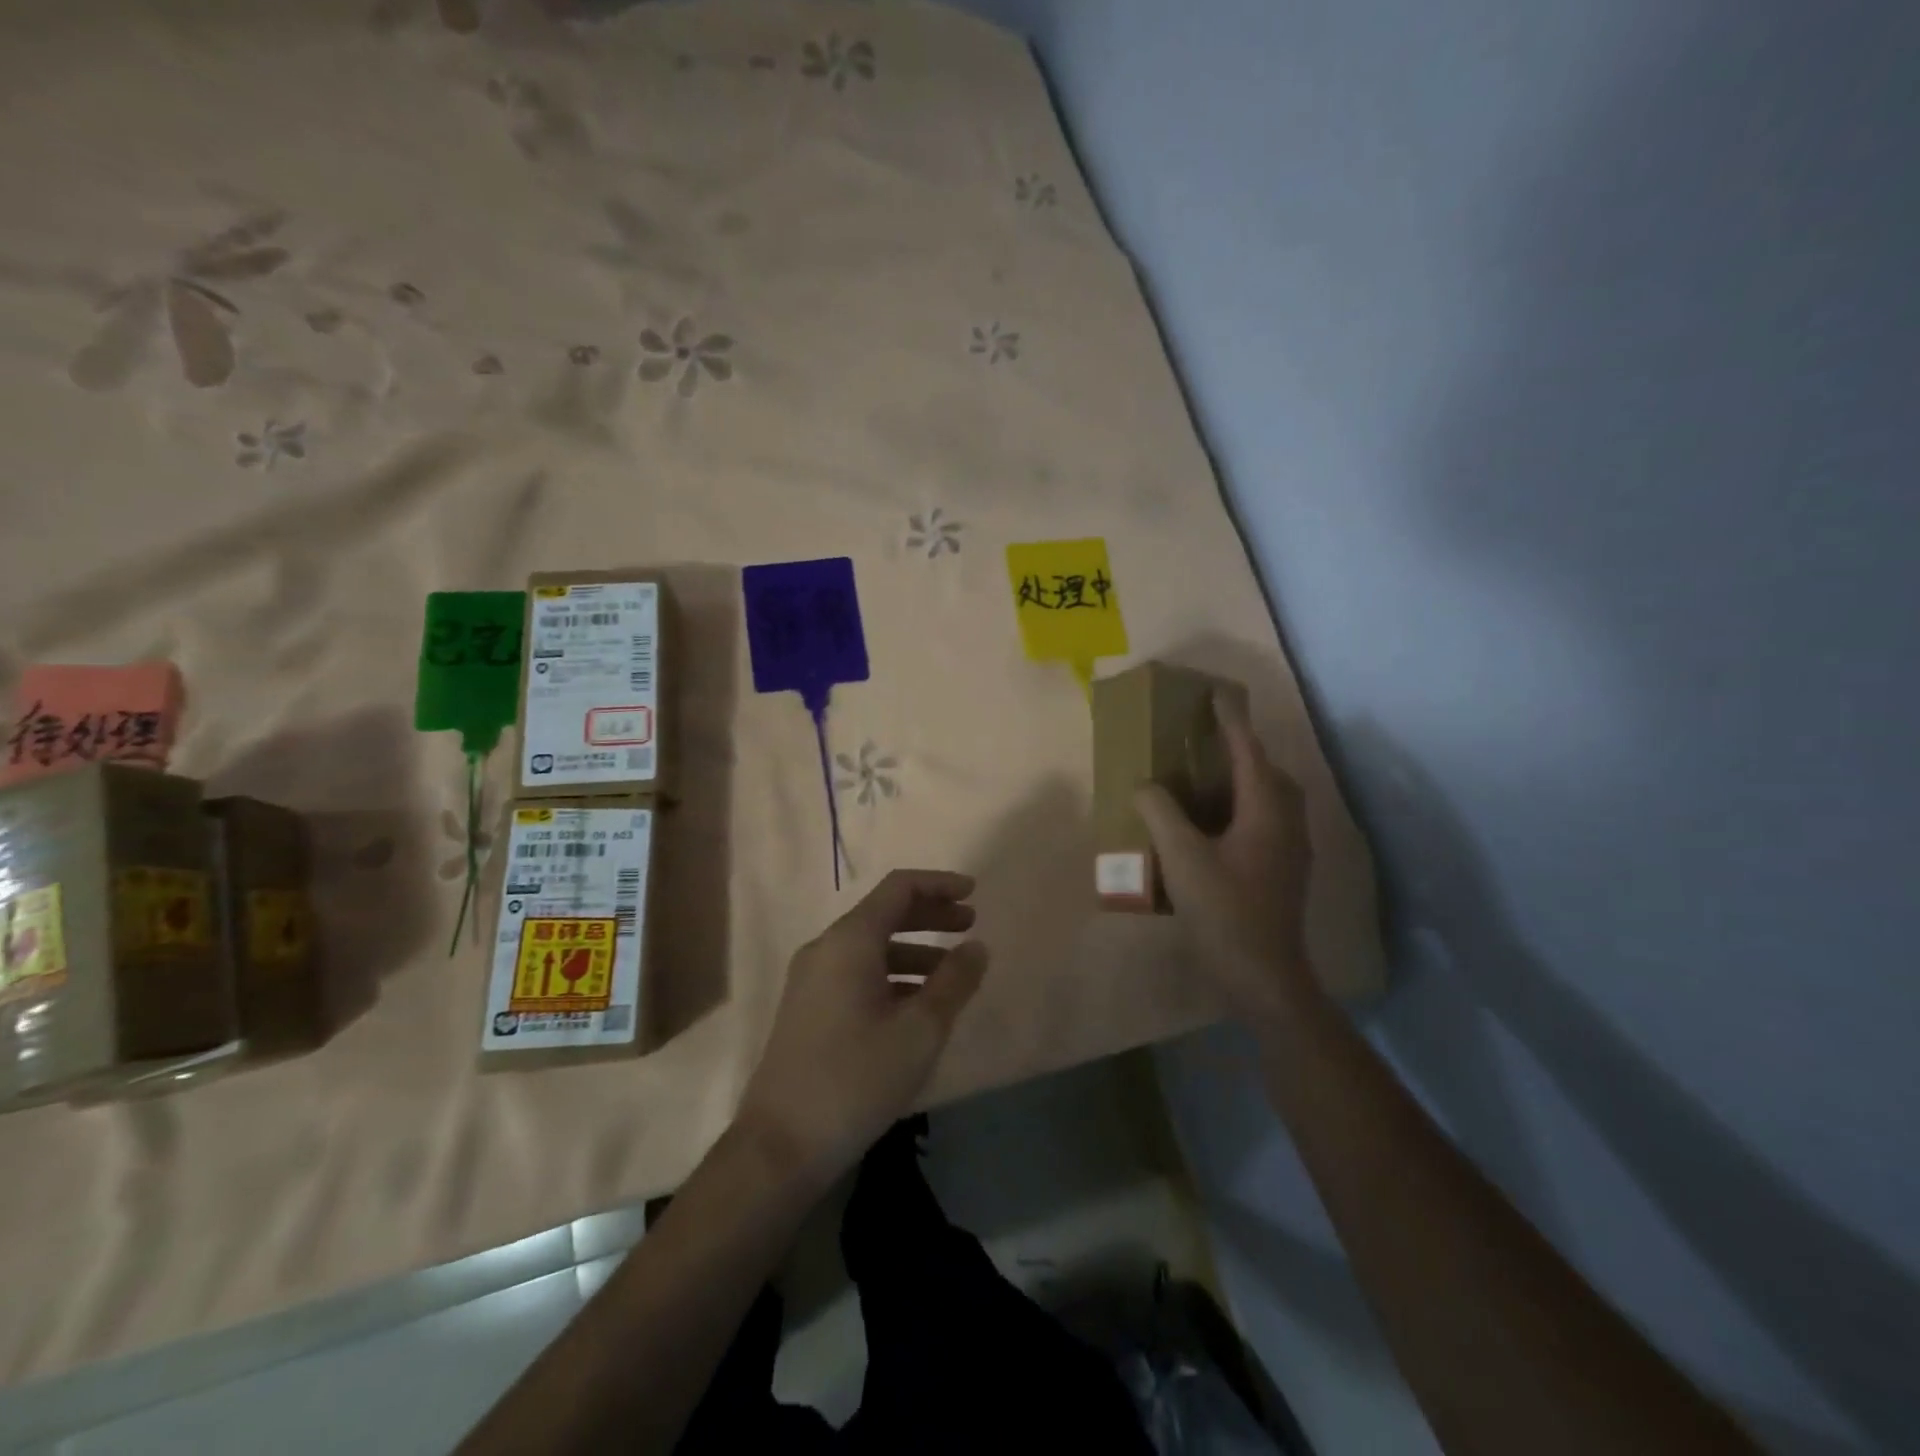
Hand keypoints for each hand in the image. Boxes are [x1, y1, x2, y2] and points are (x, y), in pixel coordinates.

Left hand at [737, 870, 987, 1187]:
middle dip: (930, 915)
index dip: (939, 884)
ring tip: (952, 974)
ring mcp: (811, 980)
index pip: (899, 888)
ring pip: (871, 947)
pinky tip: (917, 1006)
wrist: (779, 1146)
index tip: (974, 893)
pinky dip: (892, 975)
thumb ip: (954, 982)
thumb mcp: (919, 1031)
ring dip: (914, 950)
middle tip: (970, 927)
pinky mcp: (807, 1009)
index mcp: (849, 941)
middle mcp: (825, 949)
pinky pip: (857, 973)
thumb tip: (977, 947)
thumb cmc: (855, 1079)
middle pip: (884, 914)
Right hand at [1136, 692, 1314, 1021]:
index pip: (1249, 752)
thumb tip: (1146, 786)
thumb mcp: (1181, 857)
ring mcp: (1290, 851)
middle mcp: (1287, 824)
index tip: (1217, 694)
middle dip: (1243, 751)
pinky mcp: (1284, 873)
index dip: (1232, 721)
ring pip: (1271, 800)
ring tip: (1208, 781)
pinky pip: (1266, 823)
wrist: (1263, 975)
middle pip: (1269, 773)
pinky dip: (1243, 810)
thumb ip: (1160, 812)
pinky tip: (1215, 828)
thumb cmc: (1224, 911)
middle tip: (1210, 743)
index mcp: (1266, 811)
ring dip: (1244, 782)